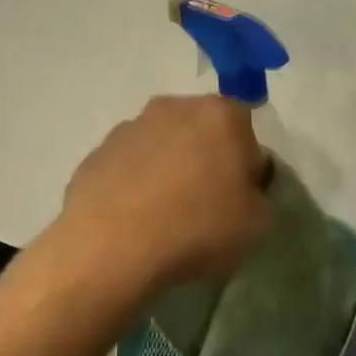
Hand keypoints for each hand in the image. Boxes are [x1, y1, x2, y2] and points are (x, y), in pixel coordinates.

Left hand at [44, 95, 270, 297]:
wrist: (113, 247)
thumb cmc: (199, 226)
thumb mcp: (259, 222)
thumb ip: (259, 194)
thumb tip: (243, 187)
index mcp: (221, 115)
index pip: (247, 131)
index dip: (247, 165)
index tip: (241, 196)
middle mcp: (174, 108)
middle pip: (202, 132)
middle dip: (207, 160)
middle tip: (207, 204)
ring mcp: (130, 128)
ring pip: (163, 147)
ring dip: (169, 171)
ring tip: (168, 217)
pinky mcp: (96, 154)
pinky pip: (130, 168)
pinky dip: (137, 186)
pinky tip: (138, 221)